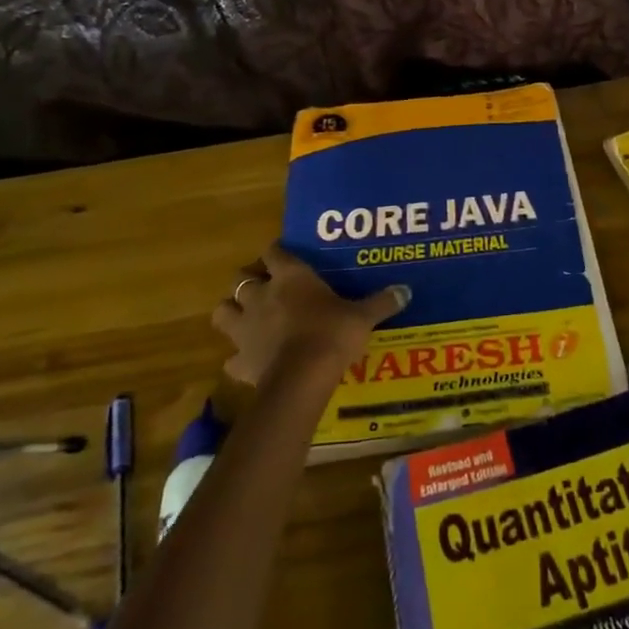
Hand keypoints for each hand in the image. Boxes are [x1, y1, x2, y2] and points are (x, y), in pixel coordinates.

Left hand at [213, 242, 409, 385]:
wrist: (302, 378)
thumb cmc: (332, 334)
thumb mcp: (362, 317)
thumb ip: (381, 302)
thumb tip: (406, 291)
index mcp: (290, 277)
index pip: (275, 251)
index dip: (277, 252)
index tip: (285, 256)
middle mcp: (261, 295)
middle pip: (240, 277)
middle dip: (249, 280)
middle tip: (266, 287)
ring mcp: (245, 328)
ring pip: (223, 311)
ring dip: (233, 312)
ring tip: (248, 318)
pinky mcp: (239, 360)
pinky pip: (231, 357)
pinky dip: (238, 357)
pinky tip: (251, 360)